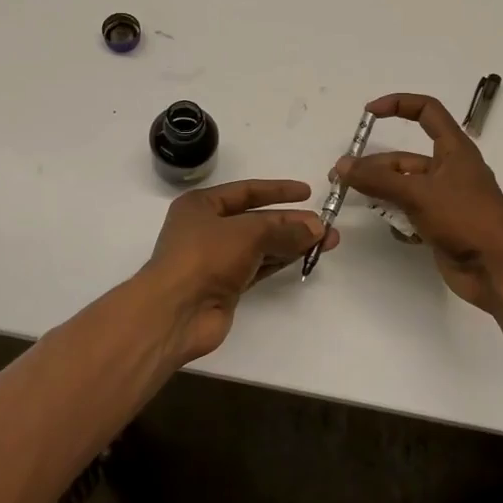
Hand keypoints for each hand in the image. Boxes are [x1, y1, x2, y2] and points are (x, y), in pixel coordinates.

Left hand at [141, 179, 334, 362]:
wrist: (176, 312)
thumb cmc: (205, 257)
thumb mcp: (247, 233)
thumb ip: (283, 229)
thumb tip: (316, 228)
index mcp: (201, 205)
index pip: (246, 191)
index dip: (277, 190)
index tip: (307, 192)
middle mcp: (207, 229)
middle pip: (256, 220)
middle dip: (290, 222)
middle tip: (325, 225)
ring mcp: (216, 259)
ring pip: (261, 245)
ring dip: (291, 242)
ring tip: (326, 241)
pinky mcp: (226, 286)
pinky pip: (259, 267)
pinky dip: (281, 261)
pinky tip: (304, 257)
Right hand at [335, 93, 502, 311]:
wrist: (497, 269)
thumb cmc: (465, 219)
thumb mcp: (419, 193)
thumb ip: (379, 179)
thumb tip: (342, 165)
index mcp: (454, 149)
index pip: (427, 111)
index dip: (398, 105)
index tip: (368, 112)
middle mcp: (450, 170)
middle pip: (405, 158)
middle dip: (374, 165)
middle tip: (339, 176)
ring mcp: (445, 199)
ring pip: (404, 187)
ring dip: (381, 192)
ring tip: (353, 199)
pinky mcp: (441, 224)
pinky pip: (411, 213)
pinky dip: (398, 218)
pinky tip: (392, 228)